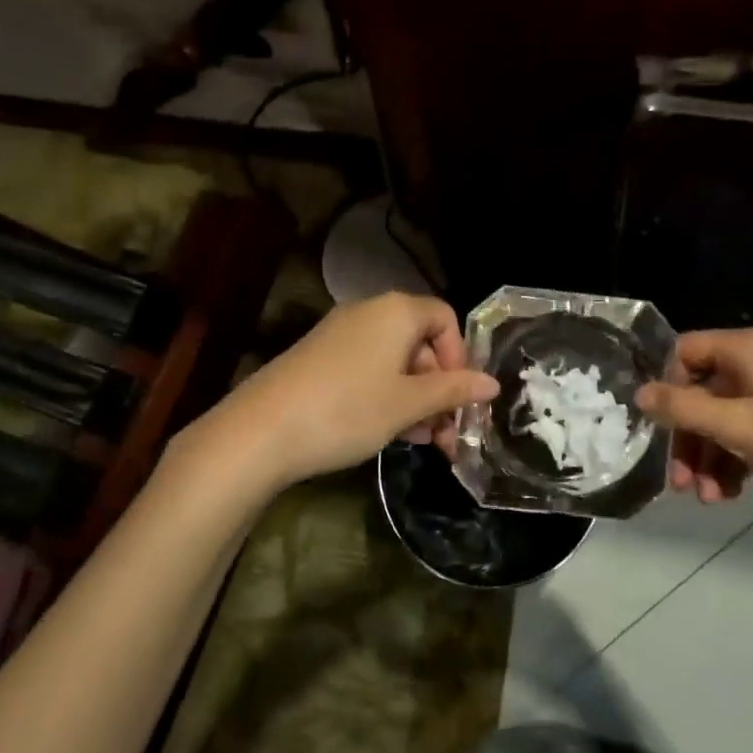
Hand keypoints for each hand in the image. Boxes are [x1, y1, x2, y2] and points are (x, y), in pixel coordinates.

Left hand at [208, 292, 498, 487]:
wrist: (260, 431)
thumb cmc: (348, 409)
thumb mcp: (408, 404)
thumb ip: (453, 391)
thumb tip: (492, 383)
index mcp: (396, 311)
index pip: (444, 318)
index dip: (459, 356)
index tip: (460, 397)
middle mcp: (369, 312)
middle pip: (419, 342)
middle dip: (439, 387)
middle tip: (447, 432)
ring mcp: (340, 334)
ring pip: (394, 360)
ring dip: (415, 398)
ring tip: (422, 441)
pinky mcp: (319, 357)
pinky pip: (367, 368)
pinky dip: (385, 395)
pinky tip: (389, 432)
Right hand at [635, 328, 752, 514]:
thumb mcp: (741, 428)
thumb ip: (685, 409)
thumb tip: (638, 393)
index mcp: (745, 349)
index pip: (684, 352)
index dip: (666, 388)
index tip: (660, 430)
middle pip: (702, 390)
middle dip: (687, 437)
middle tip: (679, 483)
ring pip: (724, 416)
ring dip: (709, 456)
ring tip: (708, 499)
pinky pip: (749, 430)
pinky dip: (735, 459)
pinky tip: (731, 494)